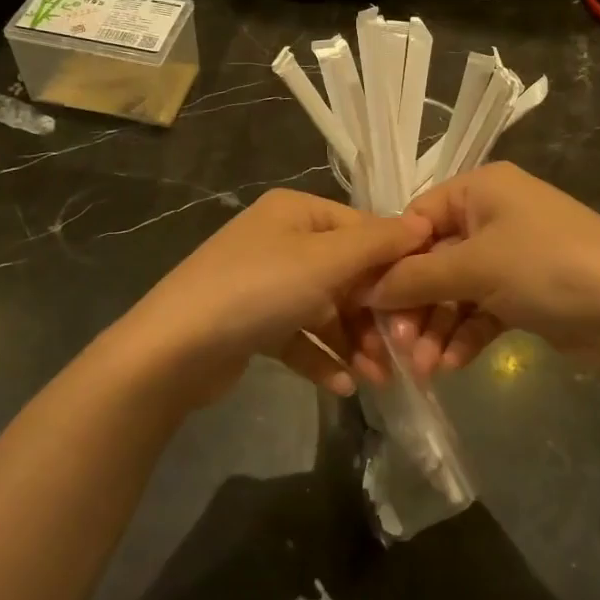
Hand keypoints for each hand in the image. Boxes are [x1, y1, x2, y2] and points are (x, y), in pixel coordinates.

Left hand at [123, 188, 430, 405]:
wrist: (174, 349)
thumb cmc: (258, 290)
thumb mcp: (325, 261)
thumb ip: (378, 243)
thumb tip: (423, 223)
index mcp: (296, 212)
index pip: (363, 229)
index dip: (396, 263)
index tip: (425, 301)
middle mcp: (282, 241)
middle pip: (346, 274)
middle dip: (375, 315)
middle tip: (401, 354)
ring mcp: (266, 283)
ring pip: (326, 310)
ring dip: (353, 343)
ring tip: (377, 379)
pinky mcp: (255, 323)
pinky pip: (300, 336)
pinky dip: (322, 358)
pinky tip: (342, 386)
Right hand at [368, 162, 599, 379]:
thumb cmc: (549, 268)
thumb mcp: (476, 267)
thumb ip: (415, 278)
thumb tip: (364, 289)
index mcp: (480, 190)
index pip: (415, 220)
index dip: (390, 262)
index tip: (366, 303)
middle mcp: (491, 216)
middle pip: (433, 261)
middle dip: (415, 307)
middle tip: (396, 349)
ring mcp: (509, 256)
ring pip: (454, 292)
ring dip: (436, 329)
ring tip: (423, 370)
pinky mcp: (524, 293)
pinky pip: (479, 311)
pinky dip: (464, 336)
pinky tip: (451, 367)